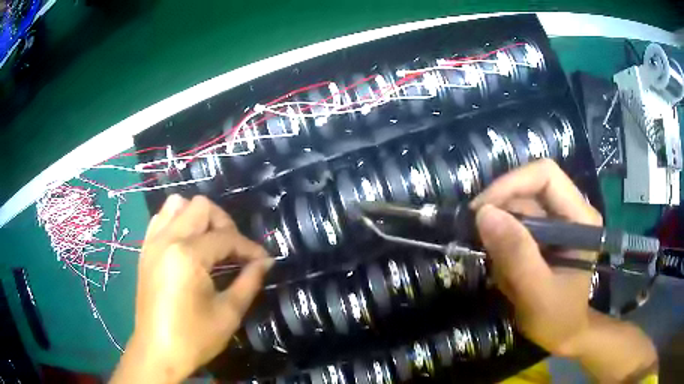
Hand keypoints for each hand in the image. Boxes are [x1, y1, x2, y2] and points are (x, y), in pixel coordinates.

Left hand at [111, 195, 272, 383]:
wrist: (157, 352)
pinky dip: (177, 221)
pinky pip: (161, 218)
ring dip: (198, 217)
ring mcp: (153, 242)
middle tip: (234, 250)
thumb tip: (265, 262)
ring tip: (209, 243)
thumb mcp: (228, 314)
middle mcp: (167, 239)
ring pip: (177, 204)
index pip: (225, 237)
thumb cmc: (194, 338)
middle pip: (201, 207)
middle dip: (224, 223)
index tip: (264, 260)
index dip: (249, 247)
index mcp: (187, 255)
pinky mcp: (145, 250)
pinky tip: (187, 245)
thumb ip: (249, 282)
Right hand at [470, 159, 601, 356]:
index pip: (545, 176)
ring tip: (499, 267)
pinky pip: (517, 223)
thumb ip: (516, 255)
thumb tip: (484, 214)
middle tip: (480, 241)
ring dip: (501, 232)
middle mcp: (571, 210)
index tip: (481, 211)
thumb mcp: (536, 293)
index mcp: (581, 218)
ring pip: (519, 206)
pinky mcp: (547, 232)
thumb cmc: (557, 318)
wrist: (563, 333)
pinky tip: (505, 268)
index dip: (511, 184)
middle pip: (529, 188)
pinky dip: (503, 242)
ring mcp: (559, 220)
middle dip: (502, 212)